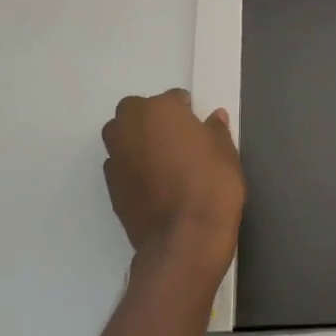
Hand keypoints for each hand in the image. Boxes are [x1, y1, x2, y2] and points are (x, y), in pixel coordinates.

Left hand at [102, 90, 244, 270]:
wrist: (185, 237)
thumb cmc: (212, 184)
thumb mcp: (226, 152)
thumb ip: (215, 130)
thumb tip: (213, 118)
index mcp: (158, 109)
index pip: (174, 99)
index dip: (188, 113)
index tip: (199, 130)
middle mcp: (129, 126)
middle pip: (138, 113)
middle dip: (155, 122)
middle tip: (179, 143)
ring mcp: (115, 156)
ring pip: (124, 138)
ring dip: (140, 143)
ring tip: (165, 165)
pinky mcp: (109, 186)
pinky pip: (122, 166)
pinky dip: (134, 169)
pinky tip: (155, 186)